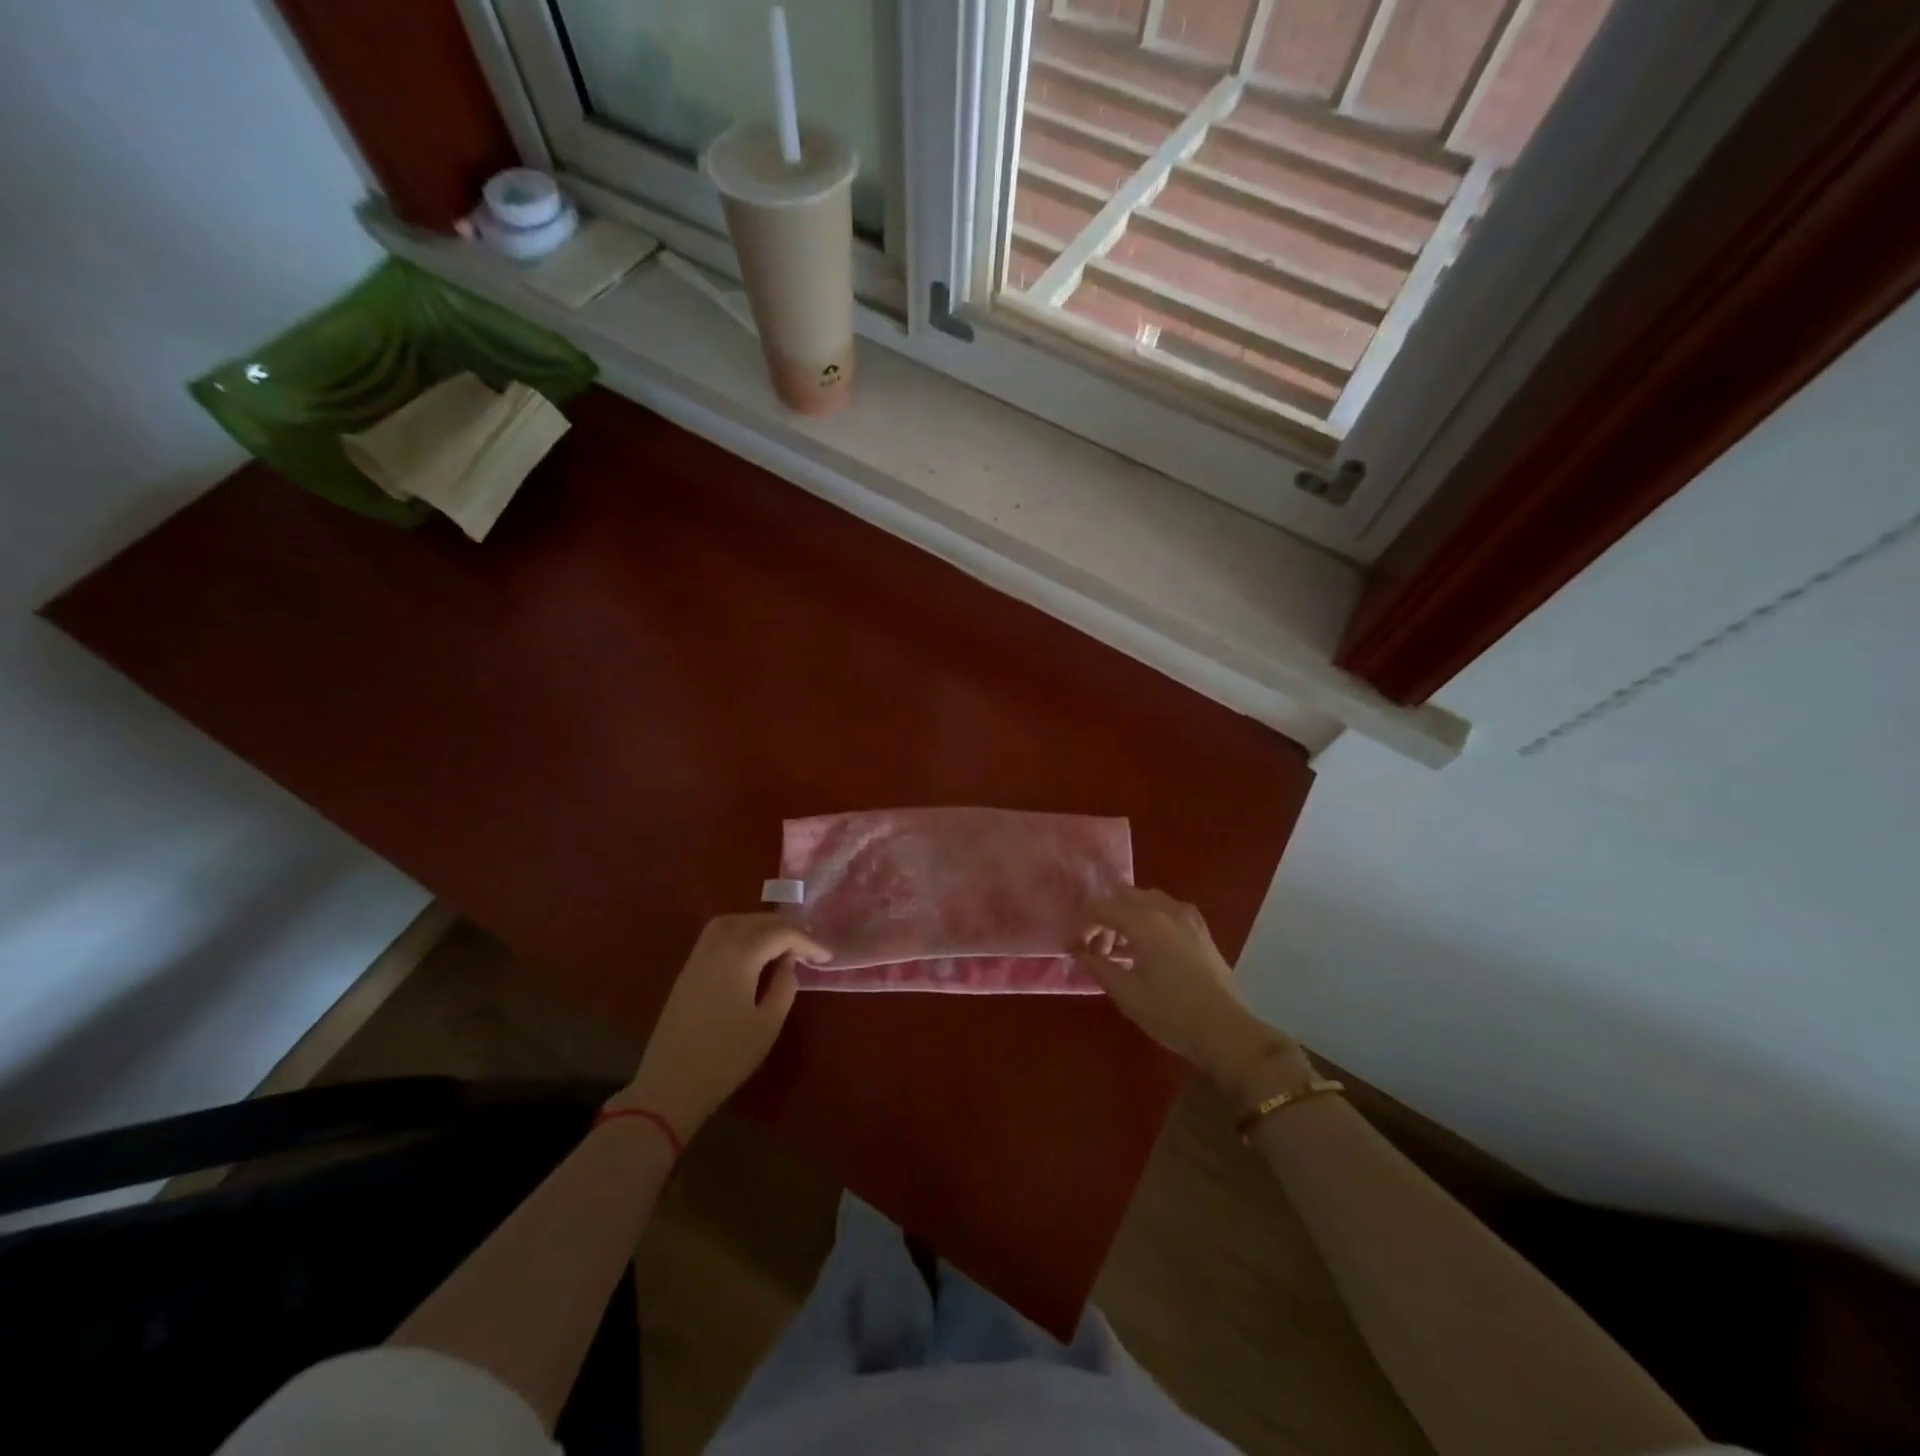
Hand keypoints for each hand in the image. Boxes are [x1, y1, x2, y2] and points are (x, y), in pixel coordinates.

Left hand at [612, 914, 829, 1139]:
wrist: (670, 1085)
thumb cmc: (725, 1057)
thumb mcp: (767, 1024)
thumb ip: (784, 986)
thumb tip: (789, 963)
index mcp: (739, 955)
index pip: (781, 934)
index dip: (807, 941)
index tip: (828, 956)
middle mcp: (717, 945)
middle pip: (757, 921)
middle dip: (787, 927)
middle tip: (810, 944)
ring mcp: (698, 956)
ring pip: (734, 921)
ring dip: (762, 924)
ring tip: (784, 940)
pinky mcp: (688, 969)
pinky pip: (718, 934)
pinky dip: (741, 931)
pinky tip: (754, 949)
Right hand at [1080, 888, 1296, 1098]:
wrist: (1224, 1029)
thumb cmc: (1169, 1012)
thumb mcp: (1126, 994)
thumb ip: (1099, 967)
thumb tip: (1082, 953)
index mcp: (1142, 921)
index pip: (1101, 907)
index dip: (1085, 925)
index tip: (1080, 949)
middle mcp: (1164, 909)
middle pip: (1124, 895)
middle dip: (1107, 915)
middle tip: (1102, 947)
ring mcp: (1187, 916)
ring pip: (1147, 899)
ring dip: (1129, 914)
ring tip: (1125, 947)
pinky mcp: (1201, 928)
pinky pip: (1168, 909)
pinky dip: (1152, 918)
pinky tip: (1152, 947)